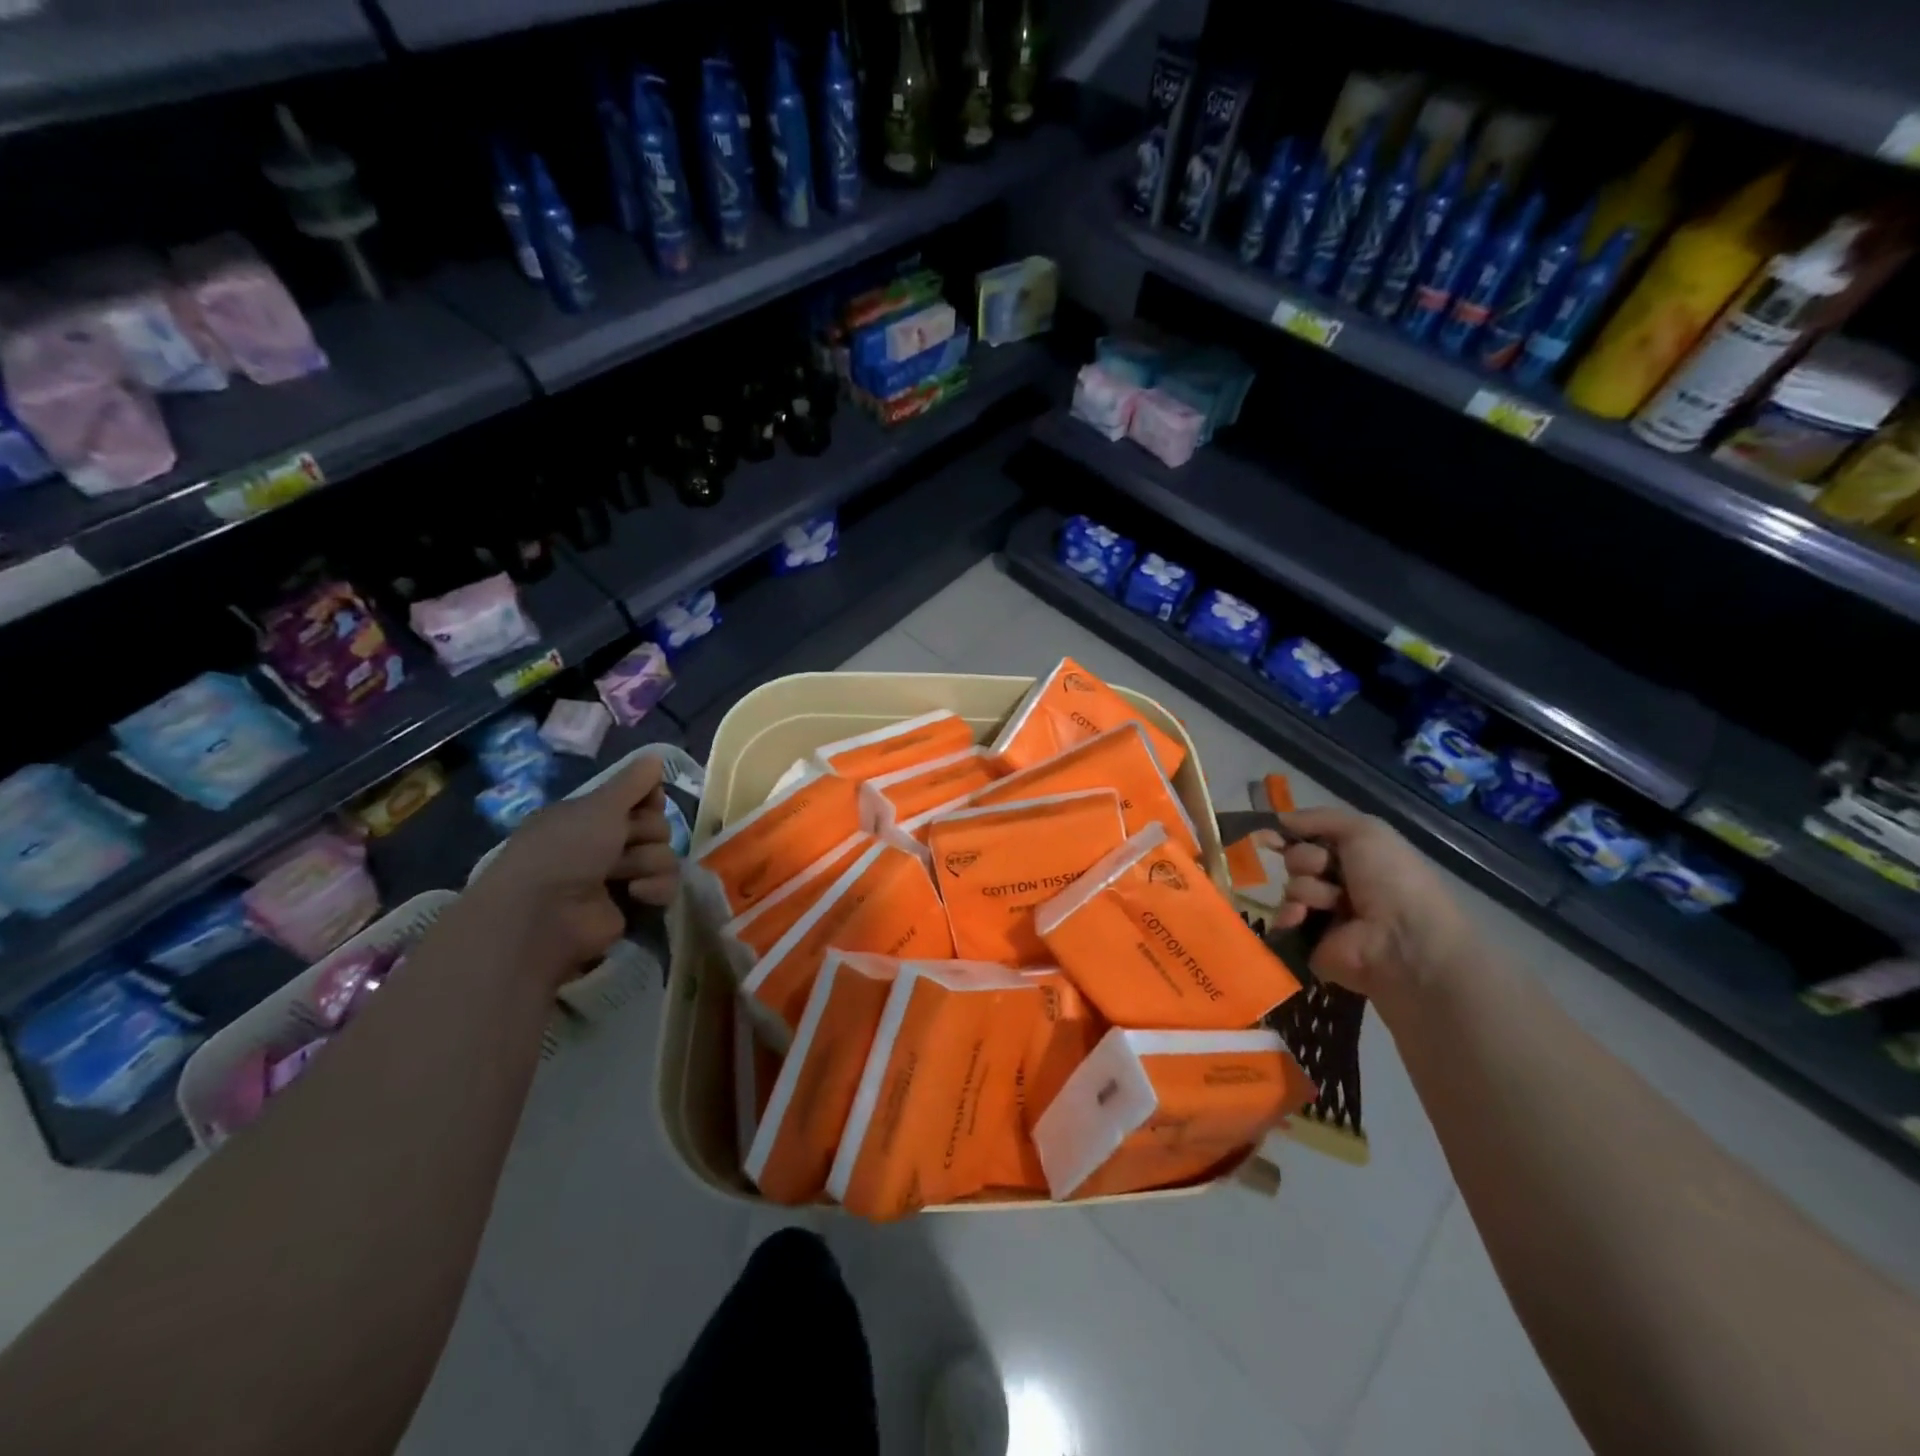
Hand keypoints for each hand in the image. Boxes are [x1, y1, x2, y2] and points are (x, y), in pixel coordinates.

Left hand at [469, 755, 680, 981]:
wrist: (544, 914)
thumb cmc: (566, 850)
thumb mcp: (599, 805)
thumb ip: (632, 781)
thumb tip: (655, 756)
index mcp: (590, 816)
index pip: (640, 799)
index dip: (649, 800)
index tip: (647, 802)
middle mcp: (604, 844)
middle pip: (657, 827)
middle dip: (646, 833)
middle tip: (624, 841)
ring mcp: (619, 877)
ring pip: (664, 857)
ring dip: (648, 862)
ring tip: (622, 874)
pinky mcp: (633, 907)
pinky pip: (665, 887)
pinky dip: (654, 889)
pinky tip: (634, 894)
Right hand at [1260, 806, 1475, 1004]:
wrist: (1402, 939)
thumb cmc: (1390, 877)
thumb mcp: (1365, 830)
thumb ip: (1319, 818)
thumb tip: (1278, 819)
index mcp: (1358, 858)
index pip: (1313, 839)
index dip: (1293, 834)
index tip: (1273, 834)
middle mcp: (1341, 884)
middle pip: (1298, 860)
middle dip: (1307, 861)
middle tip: (1326, 870)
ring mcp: (1325, 915)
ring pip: (1292, 888)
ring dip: (1307, 889)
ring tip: (1332, 903)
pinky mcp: (1310, 943)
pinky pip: (1285, 919)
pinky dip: (1291, 915)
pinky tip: (1303, 917)